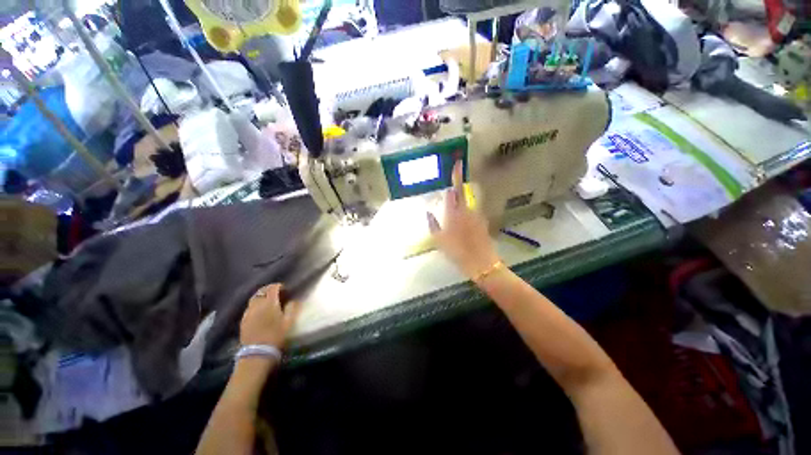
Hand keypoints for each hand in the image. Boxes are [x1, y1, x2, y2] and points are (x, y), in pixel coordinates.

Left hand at [240, 284, 301, 347]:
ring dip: (261, 297)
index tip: (285, 289)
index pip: (272, 287)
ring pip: (254, 298)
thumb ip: (292, 308)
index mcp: (269, 303)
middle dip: (268, 290)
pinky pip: (249, 308)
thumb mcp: (289, 321)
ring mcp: (248, 312)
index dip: (279, 286)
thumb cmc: (276, 335)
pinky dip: (255, 306)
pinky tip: (260, 313)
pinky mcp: (243, 320)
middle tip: (276, 294)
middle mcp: (257, 305)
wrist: (258, 352)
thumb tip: (294, 300)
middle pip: (261, 291)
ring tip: (268, 302)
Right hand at [427, 160, 500, 278]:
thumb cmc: (456, 252)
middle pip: (463, 191)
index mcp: (454, 213)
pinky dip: (466, 209)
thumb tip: (428, 212)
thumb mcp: (439, 240)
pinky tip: (462, 215)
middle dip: (459, 180)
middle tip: (456, 171)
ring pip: (467, 201)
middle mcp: (466, 210)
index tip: (457, 163)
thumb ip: (433, 224)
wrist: (480, 262)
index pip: (454, 190)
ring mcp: (476, 215)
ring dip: (462, 196)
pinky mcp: (482, 221)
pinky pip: (472, 210)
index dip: (456, 176)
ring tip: (455, 198)